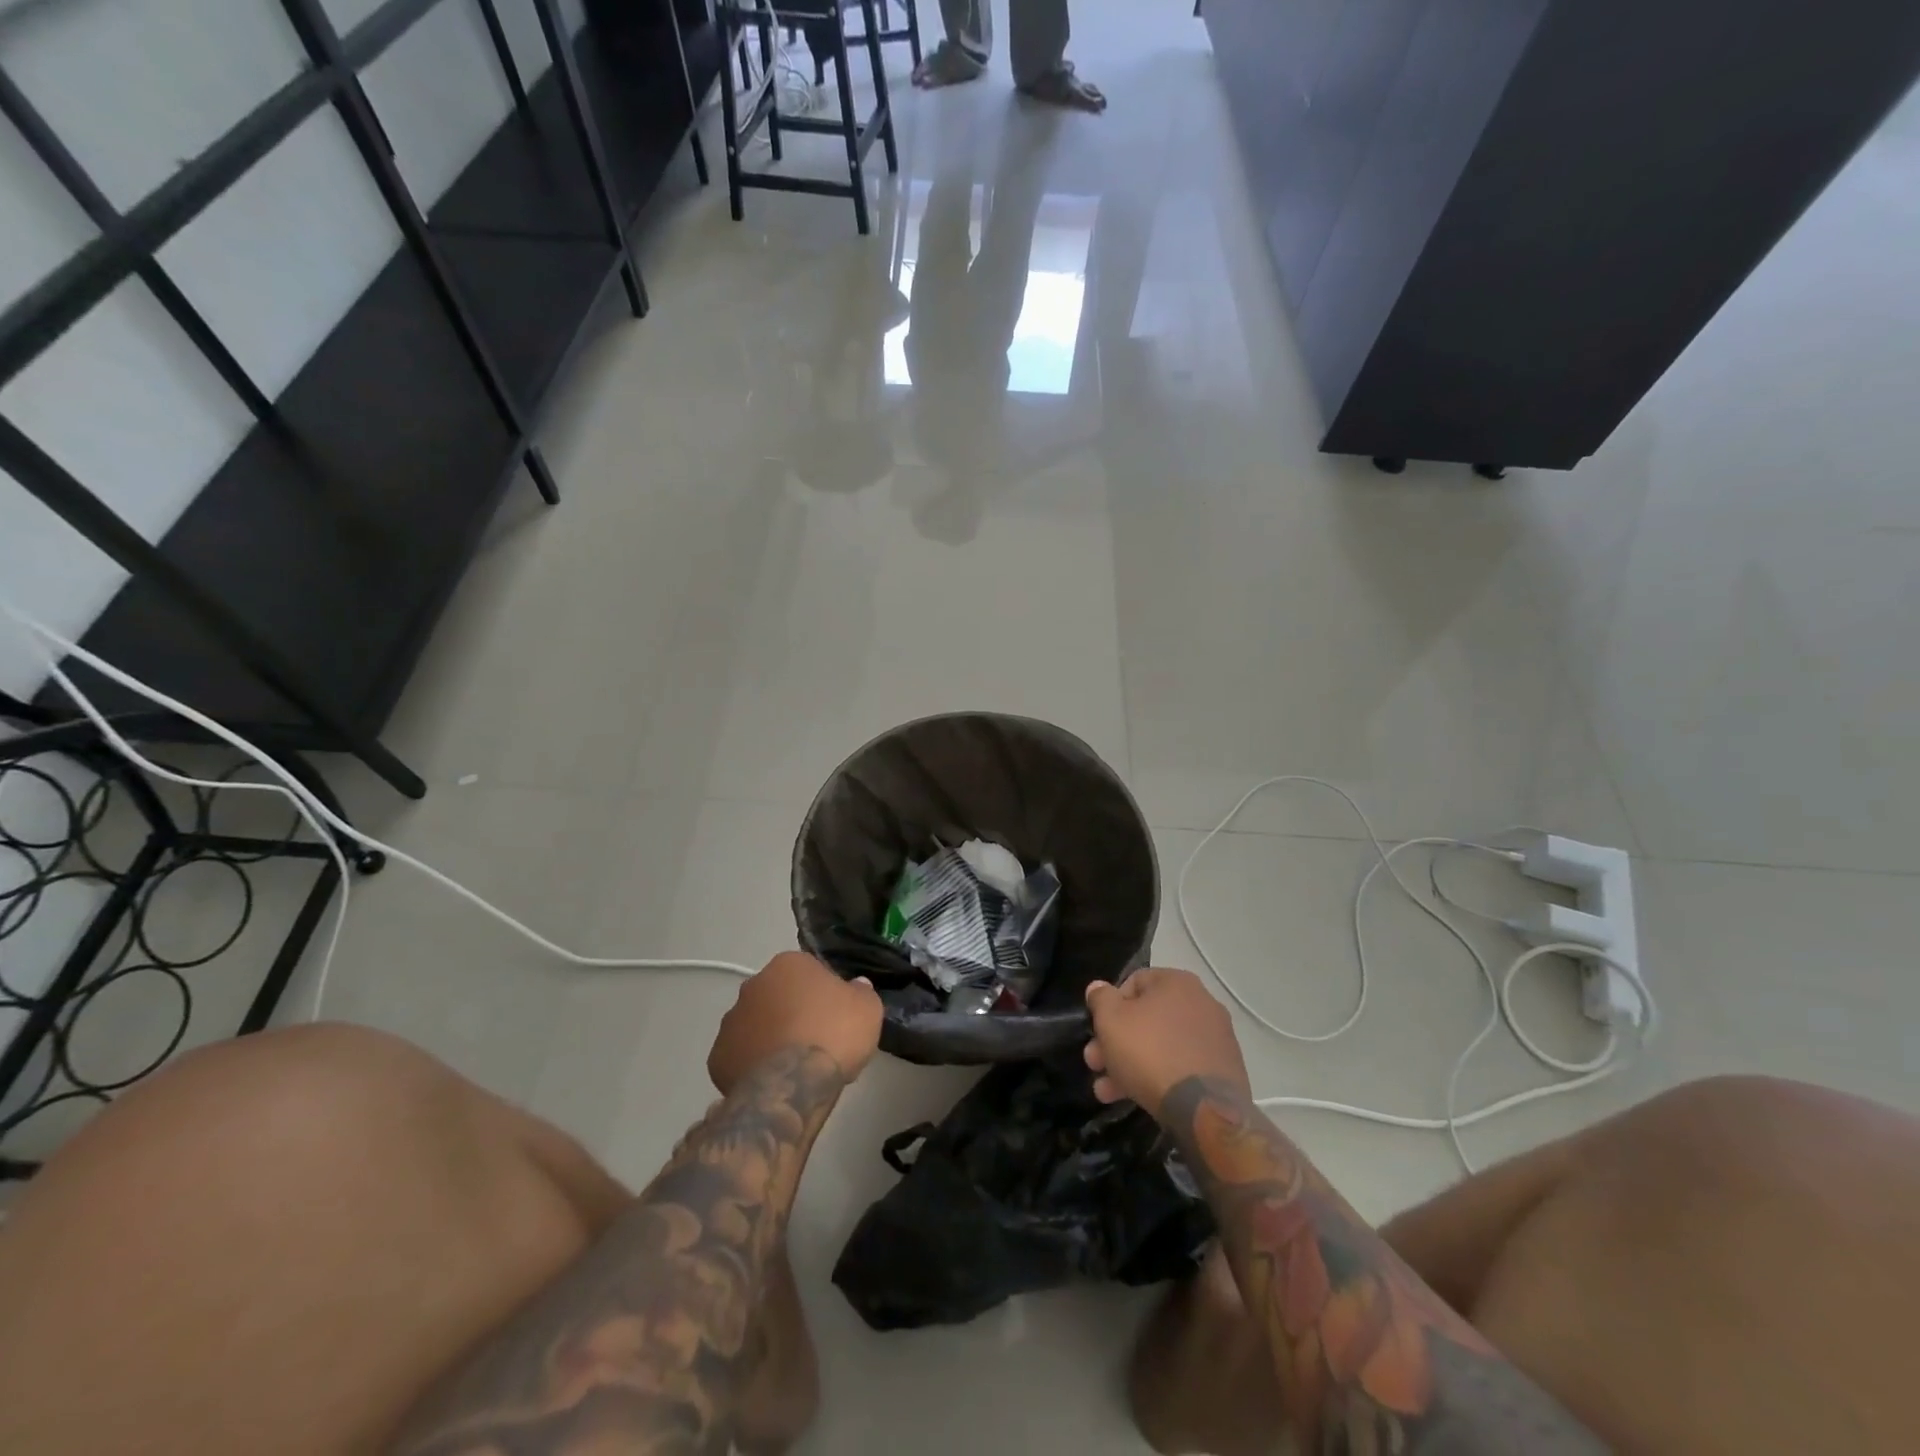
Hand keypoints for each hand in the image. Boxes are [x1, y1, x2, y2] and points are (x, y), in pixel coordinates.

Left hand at [708, 952, 884, 1094]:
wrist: (793, 1084)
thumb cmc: (834, 1034)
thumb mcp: (868, 1008)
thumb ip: (860, 992)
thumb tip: (856, 987)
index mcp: (788, 964)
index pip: (809, 972)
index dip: (824, 994)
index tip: (836, 1017)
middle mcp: (754, 984)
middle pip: (778, 996)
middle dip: (791, 1013)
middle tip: (815, 1039)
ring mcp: (731, 1021)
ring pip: (756, 1025)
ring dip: (770, 1038)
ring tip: (793, 1066)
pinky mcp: (717, 1057)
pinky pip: (740, 1056)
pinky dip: (752, 1065)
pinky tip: (772, 1082)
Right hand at [1084, 968, 1249, 1120]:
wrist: (1205, 1110)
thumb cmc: (1151, 1052)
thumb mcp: (1111, 1020)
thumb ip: (1100, 999)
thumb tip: (1099, 988)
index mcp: (1177, 982)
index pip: (1133, 983)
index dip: (1109, 1006)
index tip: (1097, 1031)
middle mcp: (1202, 1003)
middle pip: (1146, 1018)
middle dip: (1114, 1042)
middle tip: (1094, 1064)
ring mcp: (1216, 1039)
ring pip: (1161, 1046)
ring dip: (1129, 1064)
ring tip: (1106, 1092)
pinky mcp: (1223, 1071)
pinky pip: (1181, 1066)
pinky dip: (1158, 1077)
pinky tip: (1136, 1098)